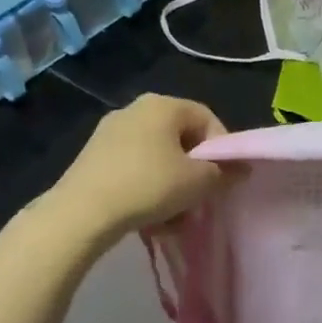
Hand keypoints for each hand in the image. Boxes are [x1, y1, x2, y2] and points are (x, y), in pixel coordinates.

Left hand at [47, 95, 230, 235]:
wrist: (80, 214)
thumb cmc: (148, 186)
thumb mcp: (198, 182)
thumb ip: (224, 173)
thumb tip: (242, 169)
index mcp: (163, 105)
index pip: (207, 119)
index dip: (222, 149)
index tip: (224, 179)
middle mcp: (135, 109)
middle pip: (181, 139)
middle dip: (194, 171)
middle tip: (200, 199)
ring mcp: (110, 132)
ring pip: (157, 157)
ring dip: (172, 185)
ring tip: (174, 217)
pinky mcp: (92, 156)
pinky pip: (133, 167)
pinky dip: (146, 187)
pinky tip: (148, 217)